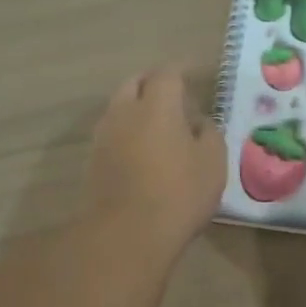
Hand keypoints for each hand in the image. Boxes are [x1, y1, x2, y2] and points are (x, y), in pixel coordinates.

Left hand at [82, 65, 226, 255]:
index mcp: (157, 105)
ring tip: (158, 127)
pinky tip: (143, 152)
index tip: (193, 78)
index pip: (167, 73)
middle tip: (174, 99)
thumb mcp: (213, 162)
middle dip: (153, 85)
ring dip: (137, 109)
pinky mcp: (92, 161)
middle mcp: (125, 111)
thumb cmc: (179, 193)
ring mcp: (104, 136)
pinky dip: (127, 133)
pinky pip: (112, 133)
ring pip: (119, 108)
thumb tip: (197, 123)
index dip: (181, 72)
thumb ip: (208, 134)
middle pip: (134, 83)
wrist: (126, 234)